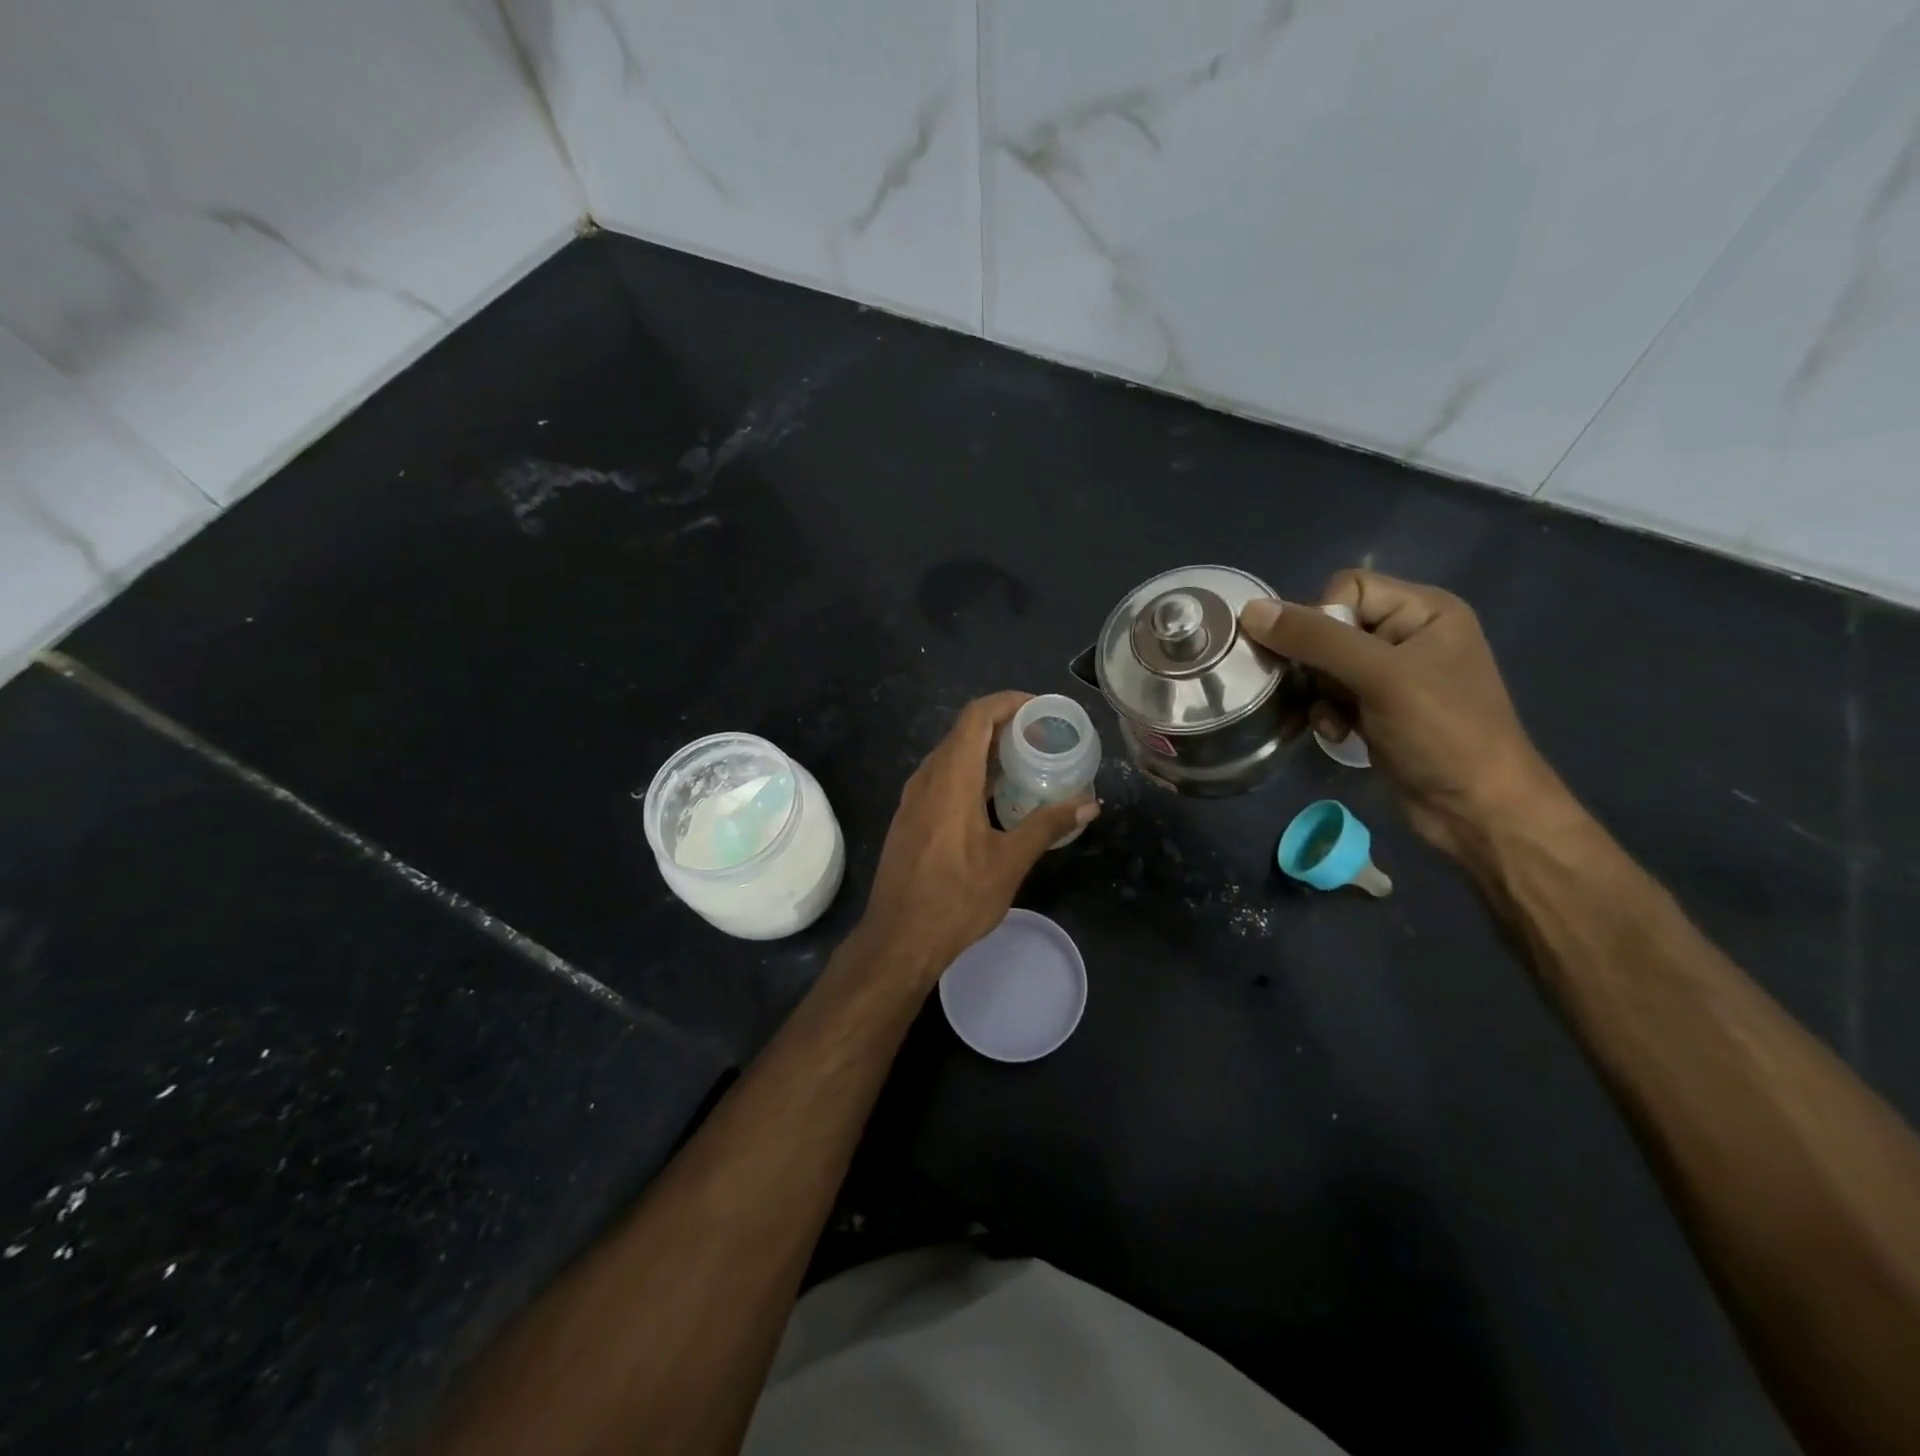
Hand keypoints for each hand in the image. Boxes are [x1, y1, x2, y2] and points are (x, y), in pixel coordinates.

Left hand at [857, 692, 1098, 982]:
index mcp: (950, 778)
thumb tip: (1089, 804)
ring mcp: (913, 798)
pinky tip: (995, 798)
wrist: (898, 939)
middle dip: (1003, 726)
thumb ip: (1047, 825)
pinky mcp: (910, 818)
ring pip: (951, 756)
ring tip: (1026, 763)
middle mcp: (927, 778)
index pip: (976, 716)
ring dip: (986, 751)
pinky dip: (971, 773)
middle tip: (1042, 737)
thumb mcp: (1009, 862)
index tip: (1040, 709)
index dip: (1007, 702)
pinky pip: (942, 778)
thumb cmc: (956, 899)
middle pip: (964, 732)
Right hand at [1239, 571, 1565, 858]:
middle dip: (1316, 663)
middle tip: (1326, 692)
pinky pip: (1332, 695)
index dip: (1323, 619)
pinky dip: (1328, 713)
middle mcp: (1408, 635)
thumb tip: (1250, 610)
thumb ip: (1315, 639)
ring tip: (1334, 720)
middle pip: (1331, 627)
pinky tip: (1339, 735)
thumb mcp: (1379, 677)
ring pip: (1324, 664)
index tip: (1323, 659)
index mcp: (1424, 610)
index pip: (1347, 587)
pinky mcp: (1378, 709)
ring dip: (1320, 693)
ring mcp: (1393, 675)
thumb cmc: (1441, 732)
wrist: (1476, 809)